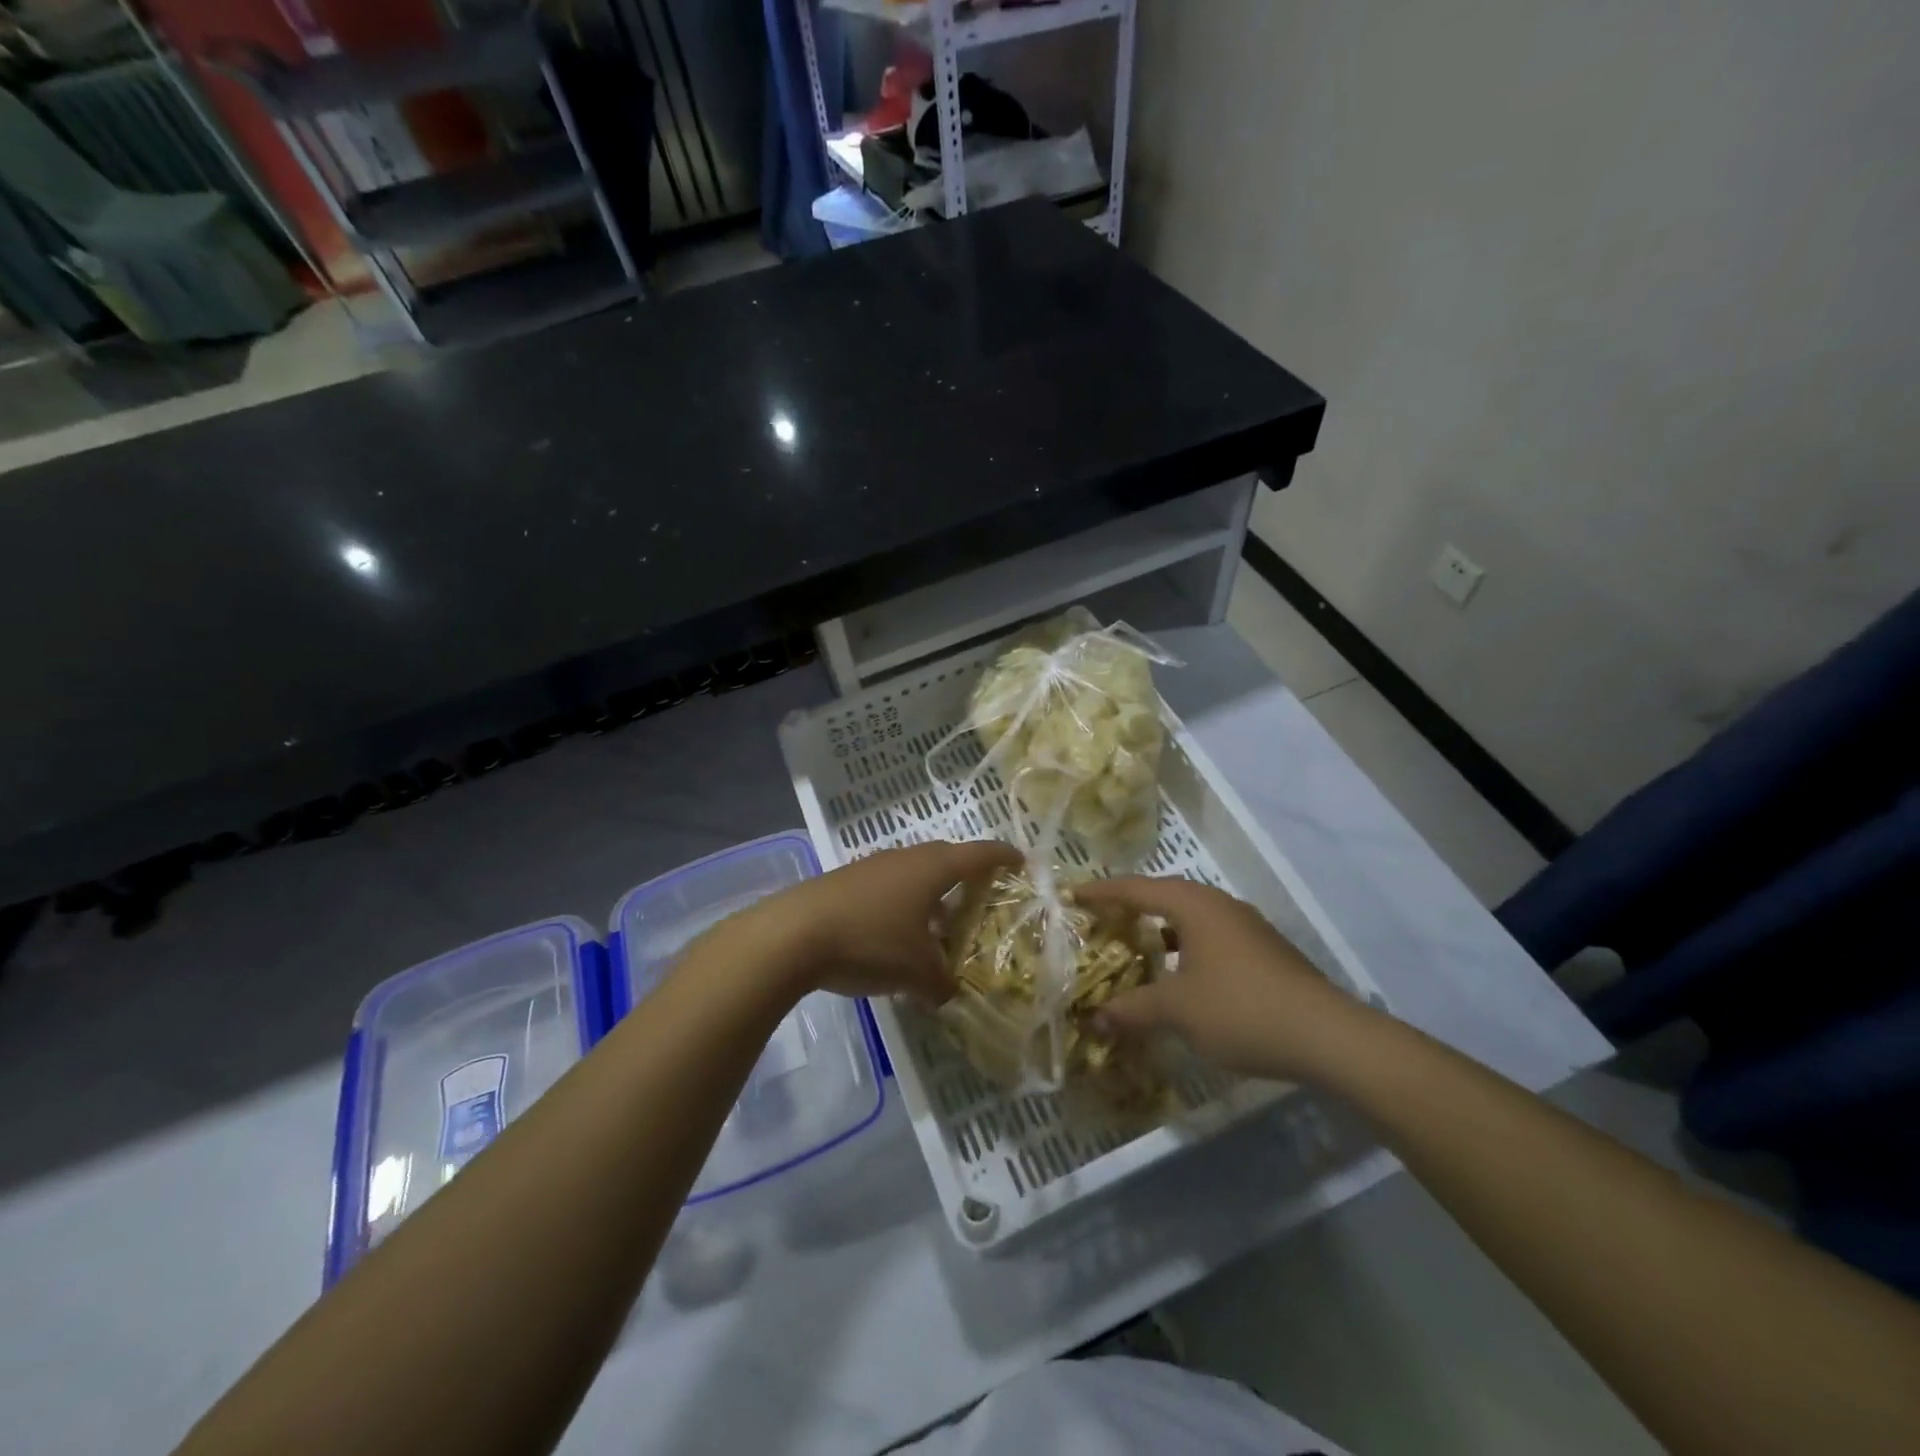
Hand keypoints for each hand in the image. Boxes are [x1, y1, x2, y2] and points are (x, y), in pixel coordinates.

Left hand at [754, 839, 1020, 1001]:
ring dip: (930, 897)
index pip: (979, 854)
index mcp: (933, 868)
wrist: (793, 934)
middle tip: (981, 899)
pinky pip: (888, 889)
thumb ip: (941, 983)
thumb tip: (947, 992)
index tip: (1021, 861)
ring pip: (914, 876)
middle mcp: (906, 858)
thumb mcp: (916, 972)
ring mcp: (872, 867)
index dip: (1003, 857)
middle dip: (965, 878)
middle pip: (946, 860)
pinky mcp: (846, 882)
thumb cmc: (870, 941)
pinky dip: (902, 907)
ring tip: (939, 928)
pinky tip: (896, 939)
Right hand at [1073, 876, 1376, 1082]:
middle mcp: (1220, 905)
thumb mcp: (1177, 1011)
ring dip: (1160, 929)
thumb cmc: (1240, 1009)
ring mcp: (1246, 927)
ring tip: (1134, 945)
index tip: (1073, 895)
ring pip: (1191, 918)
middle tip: (1100, 919)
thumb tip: (1094, 1019)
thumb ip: (1132, 1010)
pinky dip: (1184, 947)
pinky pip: (1210, 937)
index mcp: (1194, 905)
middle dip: (1131, 906)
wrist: (1327, 1036)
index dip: (1102, 892)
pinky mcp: (1263, 951)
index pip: (1137, 888)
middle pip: (1165, 896)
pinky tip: (1179, 976)